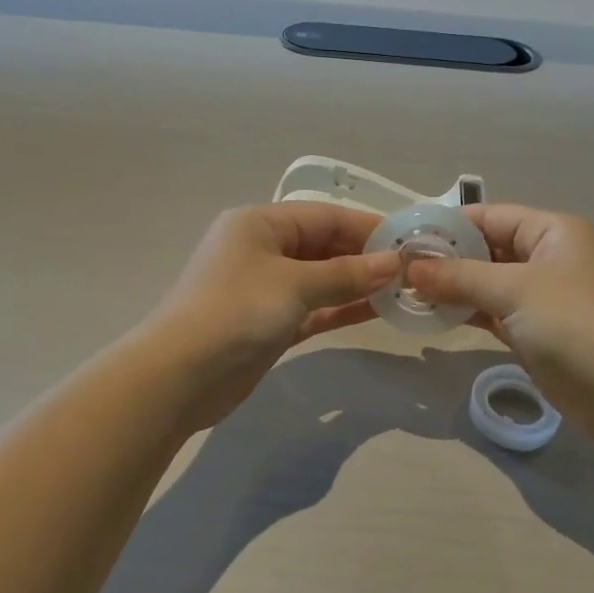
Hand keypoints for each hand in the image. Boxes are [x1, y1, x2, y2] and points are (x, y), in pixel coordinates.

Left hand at [139, 203, 397, 430]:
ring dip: (357, 284)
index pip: (324, 216)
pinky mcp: (270, 324)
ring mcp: (265, 290)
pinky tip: (376, 310)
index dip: (367, 226)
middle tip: (412, 269)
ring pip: (321, 280)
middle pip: (323, 246)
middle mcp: (262, 250)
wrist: (181, 376)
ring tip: (403, 289)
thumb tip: (394, 263)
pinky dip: (341, 308)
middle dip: (365, 256)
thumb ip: (346, 274)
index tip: (409, 240)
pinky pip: (314, 308)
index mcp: (259, 224)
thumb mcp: (294, 284)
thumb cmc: (236, 312)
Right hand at [405, 205, 593, 437]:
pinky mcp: (534, 331)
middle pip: (487, 249)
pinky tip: (433, 315)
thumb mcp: (514, 290)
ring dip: (452, 288)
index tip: (405, 237)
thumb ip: (459, 276)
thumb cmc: (573, 323)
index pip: (491, 216)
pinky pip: (492, 312)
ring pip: (487, 283)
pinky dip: (466, 312)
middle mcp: (547, 258)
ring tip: (406, 292)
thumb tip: (409, 267)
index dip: (449, 225)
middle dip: (446, 258)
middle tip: (398, 268)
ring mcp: (542, 296)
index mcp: (552, 232)